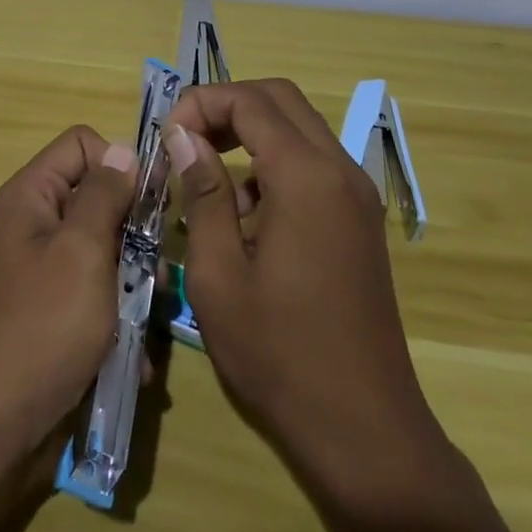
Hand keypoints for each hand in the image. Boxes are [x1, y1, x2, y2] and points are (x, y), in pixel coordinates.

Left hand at [0, 126, 138, 454]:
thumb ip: (105, 196)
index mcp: (32, 196)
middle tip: (154, 271)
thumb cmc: (43, 327)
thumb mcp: (81, 252)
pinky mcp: (57, 312)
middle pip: (99, 198)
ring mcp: (46, 270)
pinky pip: (99, 295)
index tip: (148, 205)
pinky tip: (134, 354)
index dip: (119, 164)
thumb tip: (124, 149)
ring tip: (148, 318)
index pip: (83, 144)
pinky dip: (119, 319)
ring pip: (106, 251)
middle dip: (133, 232)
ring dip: (134, 283)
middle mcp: (36, 224)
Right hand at [165, 80, 449, 507]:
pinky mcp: (359, 222)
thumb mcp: (218, 274)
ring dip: (249, 137)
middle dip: (226, 107)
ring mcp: (356, 196)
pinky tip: (245, 221)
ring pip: (298, 129)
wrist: (364, 432)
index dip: (201, 103)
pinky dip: (272, 166)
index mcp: (306, 178)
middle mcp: (340, 172)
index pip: (250, 100)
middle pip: (280, 99)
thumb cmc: (278, 354)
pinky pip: (312, 165)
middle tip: (185, 143)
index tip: (166, 138)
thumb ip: (202, 193)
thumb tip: (183, 136)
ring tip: (208, 188)